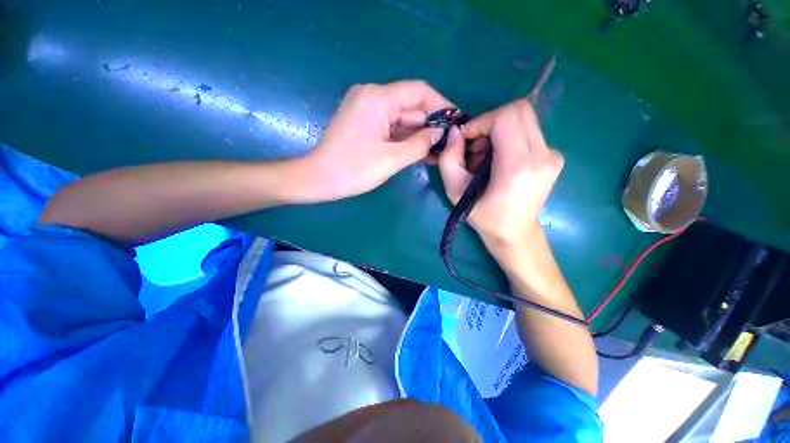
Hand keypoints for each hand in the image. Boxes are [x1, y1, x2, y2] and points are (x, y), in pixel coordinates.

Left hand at [297, 81, 450, 201]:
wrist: (318, 179)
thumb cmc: (353, 169)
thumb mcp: (391, 159)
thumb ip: (419, 144)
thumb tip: (438, 134)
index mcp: (378, 98)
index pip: (419, 91)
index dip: (441, 105)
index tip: (455, 122)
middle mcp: (372, 96)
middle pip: (410, 106)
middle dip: (429, 125)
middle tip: (446, 145)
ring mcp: (366, 110)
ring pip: (400, 118)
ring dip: (417, 135)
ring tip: (436, 153)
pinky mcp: (363, 123)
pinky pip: (390, 127)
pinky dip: (403, 138)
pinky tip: (417, 152)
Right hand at [438, 99, 563, 259]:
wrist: (515, 234)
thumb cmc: (484, 216)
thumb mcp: (455, 191)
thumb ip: (449, 159)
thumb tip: (455, 132)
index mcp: (519, 165)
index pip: (506, 116)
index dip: (482, 121)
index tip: (466, 139)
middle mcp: (543, 154)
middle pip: (519, 111)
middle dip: (490, 123)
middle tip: (476, 147)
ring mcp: (552, 155)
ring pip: (523, 120)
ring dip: (498, 132)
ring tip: (484, 158)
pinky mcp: (553, 157)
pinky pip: (528, 132)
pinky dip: (509, 139)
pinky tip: (498, 162)